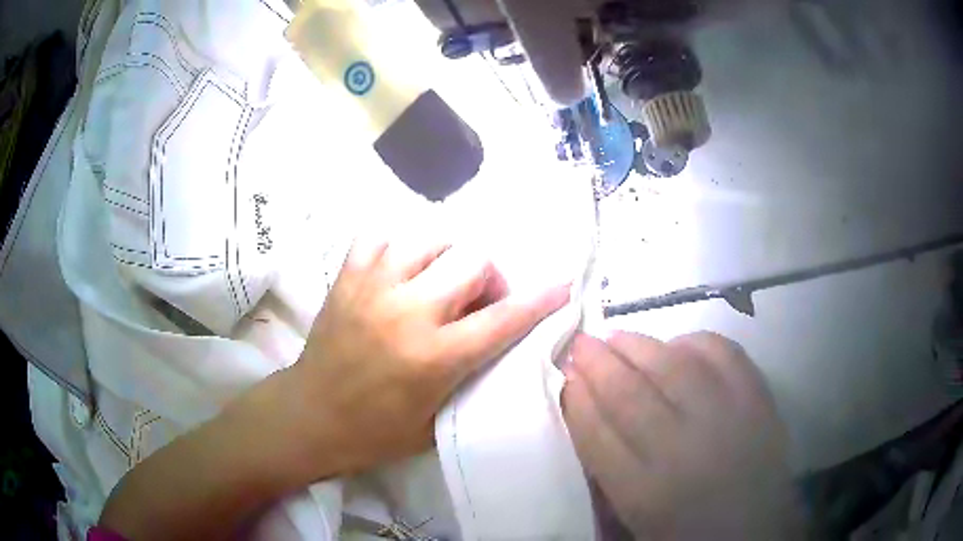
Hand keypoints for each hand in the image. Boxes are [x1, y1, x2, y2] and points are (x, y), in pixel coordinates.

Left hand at [267, 236, 570, 481]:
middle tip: (477, 300)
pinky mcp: (346, 278)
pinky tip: (399, 269)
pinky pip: (379, 236)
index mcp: (434, 357)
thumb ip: (472, 379)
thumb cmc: (375, 433)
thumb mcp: (437, 423)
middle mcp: (407, 312)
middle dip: (488, 277)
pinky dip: (398, 246)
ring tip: (439, 281)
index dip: (539, 300)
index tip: (562, 285)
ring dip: (447, 258)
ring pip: (430, 239)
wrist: (309, 417)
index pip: (503, 318)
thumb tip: (499, 343)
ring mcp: (372, 288)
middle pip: (472, 260)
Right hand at [562, 331, 797, 538]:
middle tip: (582, 344)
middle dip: (597, 363)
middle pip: (629, 395)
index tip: (565, 375)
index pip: (596, 436)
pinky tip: (675, 345)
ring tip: (617, 337)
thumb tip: (584, 407)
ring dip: (636, 344)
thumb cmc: (687, 527)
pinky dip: (692, 341)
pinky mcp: (757, 398)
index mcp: (644, 493)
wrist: (756, 527)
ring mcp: (725, 418)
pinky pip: (721, 353)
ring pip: (671, 366)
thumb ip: (606, 467)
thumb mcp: (635, 514)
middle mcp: (682, 452)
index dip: (576, 399)